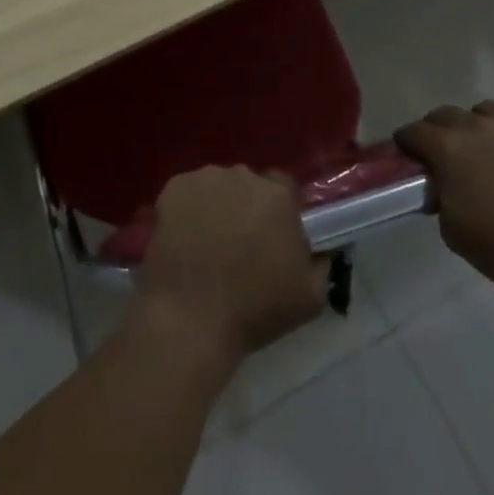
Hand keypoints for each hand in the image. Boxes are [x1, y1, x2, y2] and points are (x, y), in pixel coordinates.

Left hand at [131, 166, 327, 371]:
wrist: (192, 318)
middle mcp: (241, 176)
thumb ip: (321, 262)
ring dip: (217, 206)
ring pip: (216, 187)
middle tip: (239, 243)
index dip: (279, 212)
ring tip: (207, 243)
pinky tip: (184, 239)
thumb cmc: (255, 309)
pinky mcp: (172, 188)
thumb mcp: (311, 296)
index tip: (272, 236)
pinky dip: (187, 209)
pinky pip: (187, 193)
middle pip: (248, 185)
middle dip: (247, 207)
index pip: (284, 188)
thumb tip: (320, 248)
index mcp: (277, 195)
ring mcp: (204, 179)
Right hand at [395, 102, 493, 308]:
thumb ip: (440, 195)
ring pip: (493, 110)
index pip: (413, 132)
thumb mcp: (450, 227)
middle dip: (439, 130)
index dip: (407, 143)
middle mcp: (478, 127)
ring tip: (489, 146)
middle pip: (447, 114)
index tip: (408, 157)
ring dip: (485, 123)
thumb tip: (443, 187)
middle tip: (445, 156)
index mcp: (447, 146)